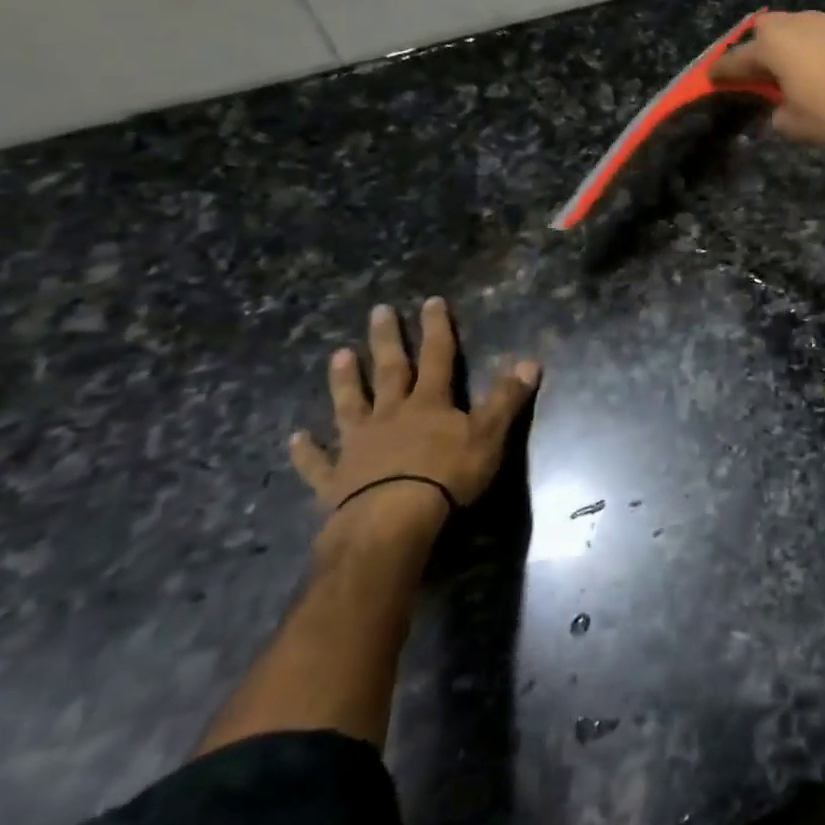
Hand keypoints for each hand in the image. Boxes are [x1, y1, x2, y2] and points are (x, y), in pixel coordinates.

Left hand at [290, 297, 539, 532]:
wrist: (391, 523)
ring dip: (345, 380)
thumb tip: (530, 360)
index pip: (437, 357)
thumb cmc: (447, 477)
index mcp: (429, 404)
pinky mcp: (337, 480)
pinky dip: (307, 451)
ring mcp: (359, 446)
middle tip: (378, 311)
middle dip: (387, 341)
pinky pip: (318, 462)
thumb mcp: (490, 435)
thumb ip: (507, 398)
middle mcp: (391, 416)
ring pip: (350, 405)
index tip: (431, 302)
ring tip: (338, 355)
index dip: (437, 329)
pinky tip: (295, 439)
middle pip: (390, 371)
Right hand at [712, 11, 824, 152]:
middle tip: (766, 73)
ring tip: (813, 74)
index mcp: (778, 45)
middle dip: (763, 48)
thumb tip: (783, 108)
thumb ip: (781, 116)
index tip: (712, 77)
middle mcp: (805, 22)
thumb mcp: (801, 129)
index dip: (723, 71)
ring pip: (810, 28)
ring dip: (804, 48)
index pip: (738, 58)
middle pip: (772, 30)